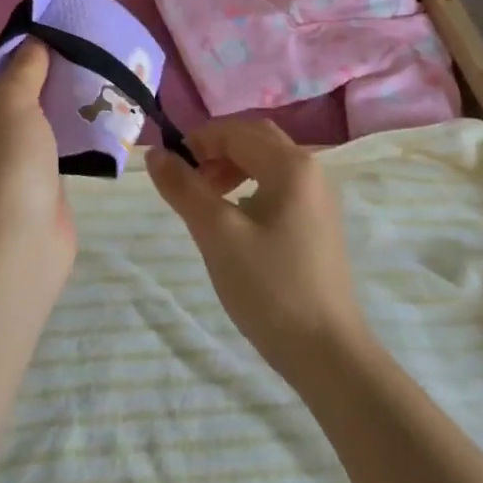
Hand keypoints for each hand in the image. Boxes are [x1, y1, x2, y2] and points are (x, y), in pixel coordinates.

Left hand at [0, 35, 70, 259]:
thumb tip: (33, 43)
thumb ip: (24, 66)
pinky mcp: (22, 177)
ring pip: (19, 113)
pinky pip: (38, 139)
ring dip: (45, 95)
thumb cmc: (4, 160)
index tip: (29, 33)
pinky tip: (84, 113)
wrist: (15, 241)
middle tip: (59, 50)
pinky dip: (56, 124)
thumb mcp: (12, 101)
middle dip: (24, 67)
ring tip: (78, 74)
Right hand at [146, 118, 369, 379]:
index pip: (237, 129)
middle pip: (256, 139)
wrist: (327, 352)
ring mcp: (319, 198)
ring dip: (232, 168)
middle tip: (188, 178)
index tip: (170, 165)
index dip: (199, 139)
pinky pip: (279, 186)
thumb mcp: (216, 234)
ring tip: (206, 200)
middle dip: (217, 150)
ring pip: (267, 162)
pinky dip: (250, 187)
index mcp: (291, 164)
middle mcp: (311, 170)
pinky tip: (235, 220)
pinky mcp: (318, 223)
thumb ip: (184, 188)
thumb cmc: (269, 287)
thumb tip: (155, 153)